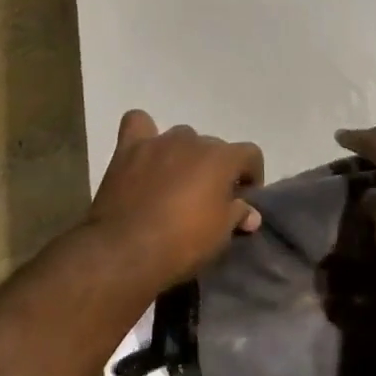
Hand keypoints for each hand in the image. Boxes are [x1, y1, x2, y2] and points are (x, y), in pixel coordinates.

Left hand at [87, 110, 263, 292]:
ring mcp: (158, 142)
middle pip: (213, 146)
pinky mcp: (128, 149)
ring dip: (184, 155)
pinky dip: (144, 133)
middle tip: (208, 198)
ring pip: (181, 137)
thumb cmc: (181, 244)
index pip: (250, 154)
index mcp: (221, 158)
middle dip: (215, 168)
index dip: (251, 175)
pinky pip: (138, 124)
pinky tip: (145, 152)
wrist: (125, 251)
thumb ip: (238, 215)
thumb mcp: (220, 236)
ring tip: (176, 182)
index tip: (243, 199)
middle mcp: (192, 140)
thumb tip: (250, 213)